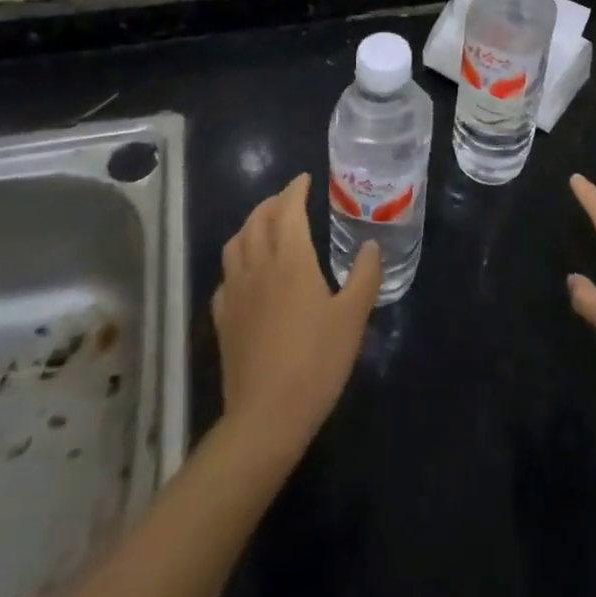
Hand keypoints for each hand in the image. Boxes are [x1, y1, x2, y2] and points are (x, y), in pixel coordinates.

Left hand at [212, 174, 380, 456]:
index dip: (295, 189)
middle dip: (273, 203)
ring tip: (266, 227)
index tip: (305, 179)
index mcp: (290, 258)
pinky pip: (226, 276)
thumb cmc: (316, 361)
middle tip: (290, 199)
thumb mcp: (353, 317)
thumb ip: (365, 276)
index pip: (288, 209)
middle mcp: (258, 266)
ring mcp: (235, 293)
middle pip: (258, 220)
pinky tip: (247, 274)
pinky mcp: (224, 319)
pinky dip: (237, 262)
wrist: (266, 417)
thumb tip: (371, 245)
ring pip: (235, 244)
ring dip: (250, 226)